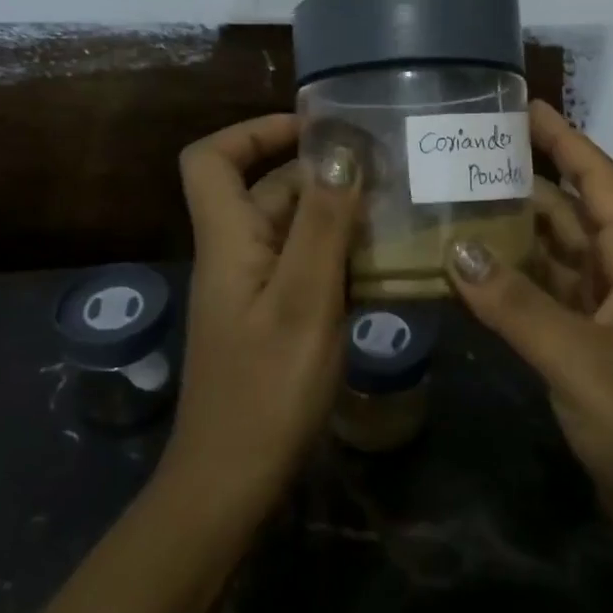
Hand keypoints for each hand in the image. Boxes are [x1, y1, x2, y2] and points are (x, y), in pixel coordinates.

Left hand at [165, 115, 360, 516]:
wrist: (232, 484)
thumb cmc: (266, 389)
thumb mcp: (303, 299)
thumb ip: (321, 222)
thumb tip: (337, 148)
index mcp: (228, 239)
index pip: (210, 159)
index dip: (253, 131)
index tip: (314, 129)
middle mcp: (237, 255)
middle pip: (268, 190)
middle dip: (323, 173)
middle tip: (389, 170)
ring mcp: (256, 290)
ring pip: (295, 230)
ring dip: (340, 216)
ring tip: (401, 210)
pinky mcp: (275, 319)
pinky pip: (307, 268)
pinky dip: (342, 256)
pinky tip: (389, 265)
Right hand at [448, 102, 612, 560]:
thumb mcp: (580, 358)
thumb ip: (516, 305)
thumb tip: (455, 251)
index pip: (597, 180)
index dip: (563, 139)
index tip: (522, 106)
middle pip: (570, 212)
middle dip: (525, 182)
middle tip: (468, 154)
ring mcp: (604, 311)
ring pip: (552, 255)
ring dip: (511, 233)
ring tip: (456, 202)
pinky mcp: (586, 345)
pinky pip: (543, 297)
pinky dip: (510, 283)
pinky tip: (469, 272)